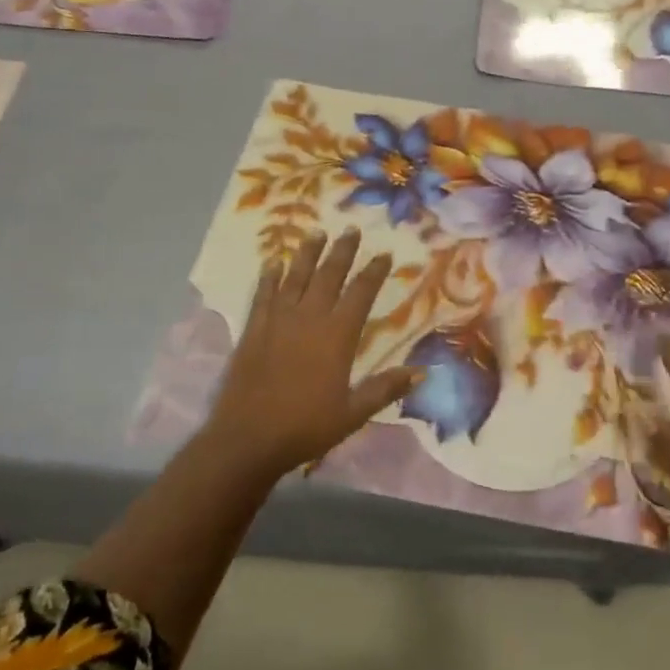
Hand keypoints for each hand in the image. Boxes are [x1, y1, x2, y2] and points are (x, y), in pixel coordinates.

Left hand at [203, 229, 415, 481]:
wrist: (248, 439)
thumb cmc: (305, 427)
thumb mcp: (353, 414)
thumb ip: (385, 389)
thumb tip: (421, 372)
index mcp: (337, 336)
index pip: (361, 293)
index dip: (374, 272)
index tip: (384, 254)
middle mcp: (309, 318)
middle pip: (329, 275)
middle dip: (342, 251)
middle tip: (351, 230)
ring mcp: (278, 321)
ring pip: (296, 277)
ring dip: (307, 254)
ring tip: (316, 232)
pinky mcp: (254, 330)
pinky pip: (263, 295)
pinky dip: (269, 277)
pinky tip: (273, 263)